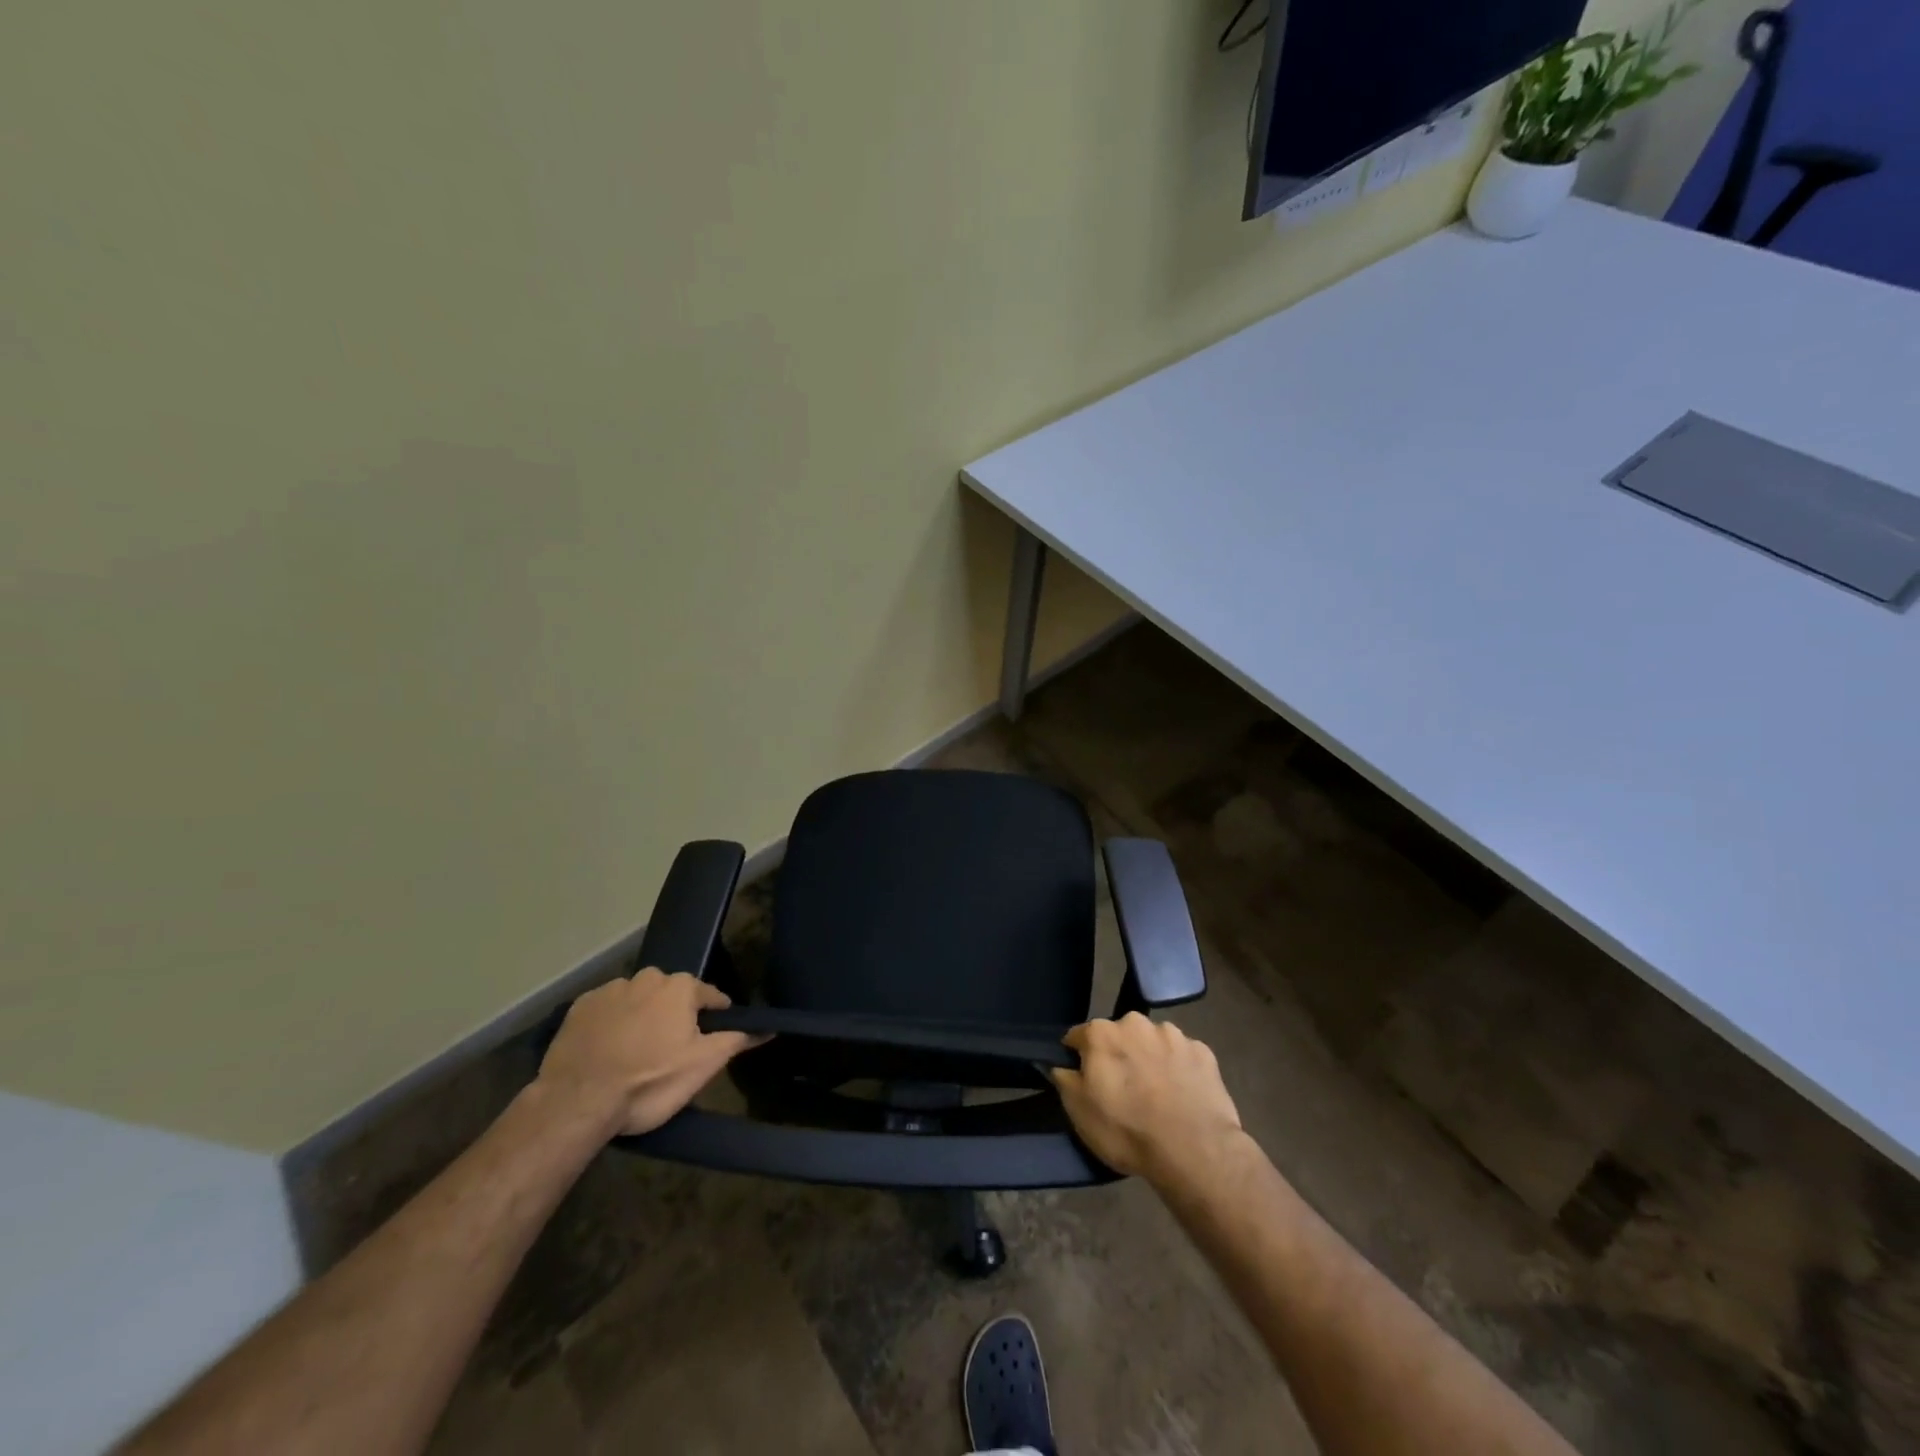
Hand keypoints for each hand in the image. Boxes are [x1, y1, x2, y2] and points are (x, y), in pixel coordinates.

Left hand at [536, 969, 758, 1137]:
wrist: (576, 1102)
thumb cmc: (649, 1082)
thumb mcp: (703, 1066)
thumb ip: (736, 1041)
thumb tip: (767, 1028)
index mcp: (680, 988)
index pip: (710, 996)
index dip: (715, 1016)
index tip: (711, 1038)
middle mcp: (647, 978)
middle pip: (671, 995)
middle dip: (674, 1016)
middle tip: (669, 1051)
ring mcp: (610, 990)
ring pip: (637, 1000)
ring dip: (641, 1018)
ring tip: (634, 1054)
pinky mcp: (579, 1007)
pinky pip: (606, 1010)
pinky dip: (611, 1024)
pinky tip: (607, 1051)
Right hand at [1050, 1013, 1243, 1182]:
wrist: (1194, 1151)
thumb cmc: (1127, 1130)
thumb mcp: (1079, 1112)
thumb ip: (1065, 1079)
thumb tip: (1061, 1064)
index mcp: (1102, 1033)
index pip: (1078, 1037)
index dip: (1078, 1057)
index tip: (1085, 1080)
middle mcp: (1136, 1023)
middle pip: (1119, 1036)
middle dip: (1118, 1055)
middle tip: (1124, 1090)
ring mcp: (1174, 1035)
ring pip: (1152, 1043)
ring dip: (1150, 1059)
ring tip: (1157, 1095)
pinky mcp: (1203, 1052)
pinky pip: (1182, 1056)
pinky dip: (1179, 1069)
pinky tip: (1182, 1096)